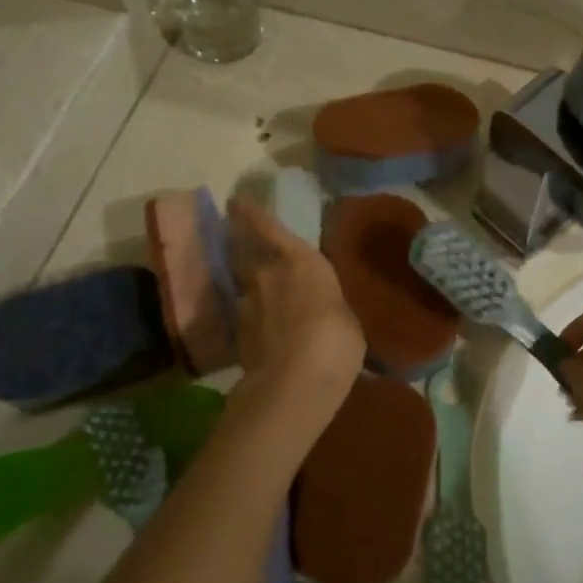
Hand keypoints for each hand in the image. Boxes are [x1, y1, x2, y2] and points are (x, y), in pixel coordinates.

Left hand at [227, 198, 362, 410]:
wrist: (294, 381)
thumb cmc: (335, 338)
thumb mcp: (346, 316)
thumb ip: (328, 303)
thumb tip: (320, 308)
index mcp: (299, 260)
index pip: (267, 227)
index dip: (250, 213)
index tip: (235, 201)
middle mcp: (265, 274)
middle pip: (245, 253)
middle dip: (243, 246)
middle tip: (244, 243)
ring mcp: (247, 305)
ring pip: (245, 287)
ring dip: (251, 288)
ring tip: (261, 296)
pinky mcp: (237, 335)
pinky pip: (246, 317)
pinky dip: (253, 319)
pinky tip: (264, 331)